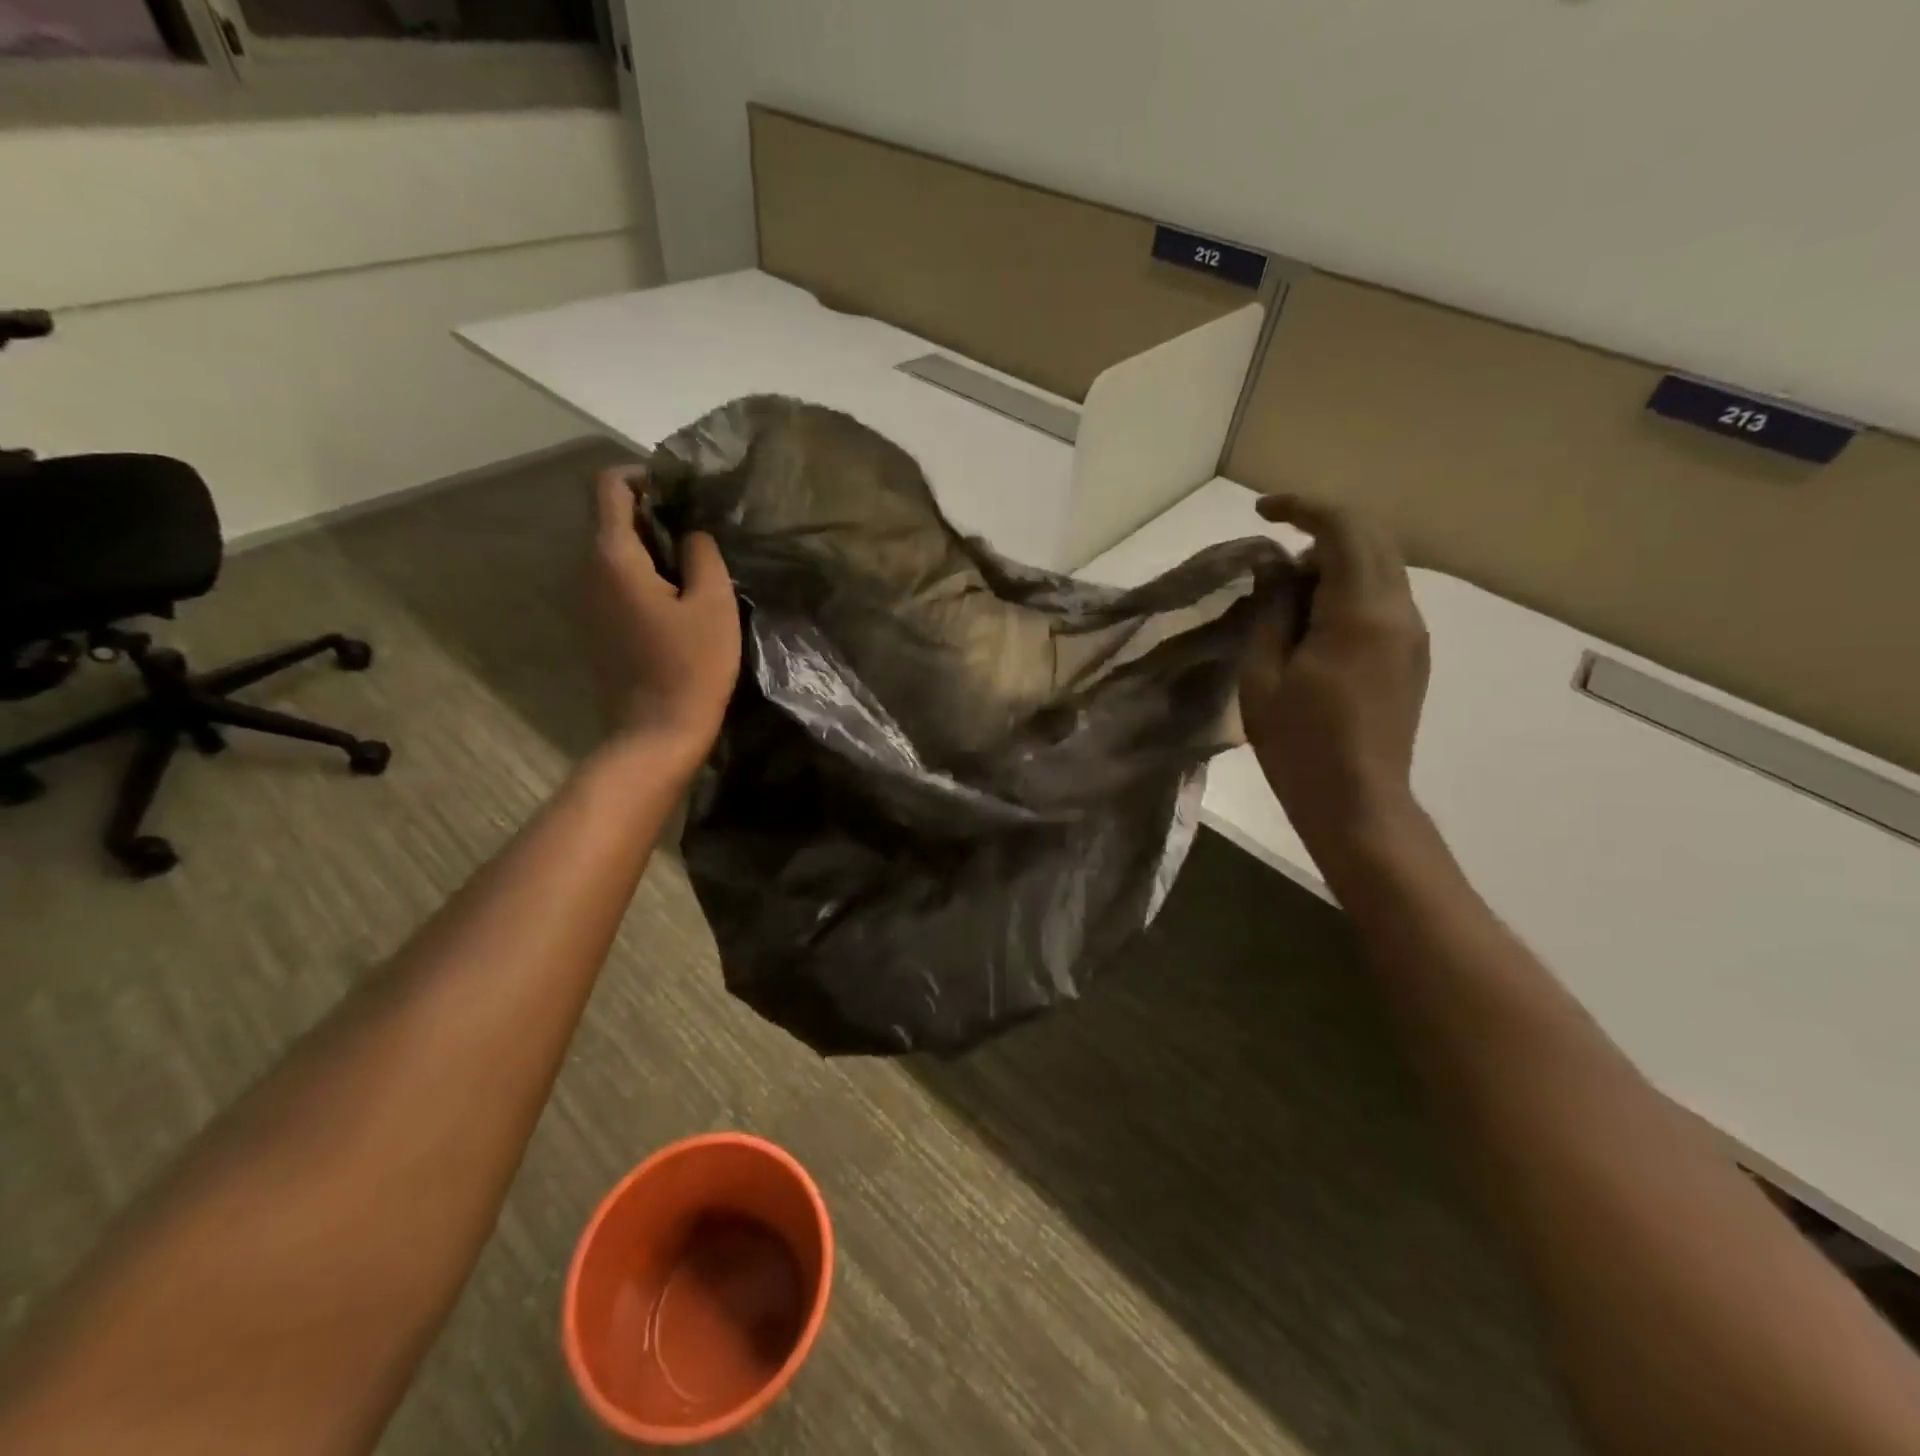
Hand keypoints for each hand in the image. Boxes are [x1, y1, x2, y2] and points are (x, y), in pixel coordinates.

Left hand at [587, 466, 739, 757]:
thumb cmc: (691, 667)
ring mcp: (587, 603)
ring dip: (651, 548)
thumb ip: (702, 553)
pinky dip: (644, 577)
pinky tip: (679, 602)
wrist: (656, 735)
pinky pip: (616, 584)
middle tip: (701, 533)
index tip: (684, 492)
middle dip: (654, 514)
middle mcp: (588, 572)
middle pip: (611, 519)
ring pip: (615, 554)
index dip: (645, 476)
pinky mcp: (596, 629)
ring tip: (696, 567)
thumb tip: (691, 532)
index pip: (610, 487)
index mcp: (613, 557)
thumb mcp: (714, 604)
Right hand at [1240, 494, 1429, 860]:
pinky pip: (1384, 598)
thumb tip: (1274, 569)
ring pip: (1380, 567)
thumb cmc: (1299, 744)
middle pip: (1371, 539)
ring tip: (1287, 600)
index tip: (1262, 512)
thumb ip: (1271, 612)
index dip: (1302, 508)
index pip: (1343, 529)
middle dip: (1320, 532)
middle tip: (1272, 562)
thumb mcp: (1263, 677)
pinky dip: (1348, 590)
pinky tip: (1314, 626)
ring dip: (1334, 563)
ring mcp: (1413, 634)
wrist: (1357, 802)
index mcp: (1361, 613)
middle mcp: (1399, 611)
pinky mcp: (1412, 655)